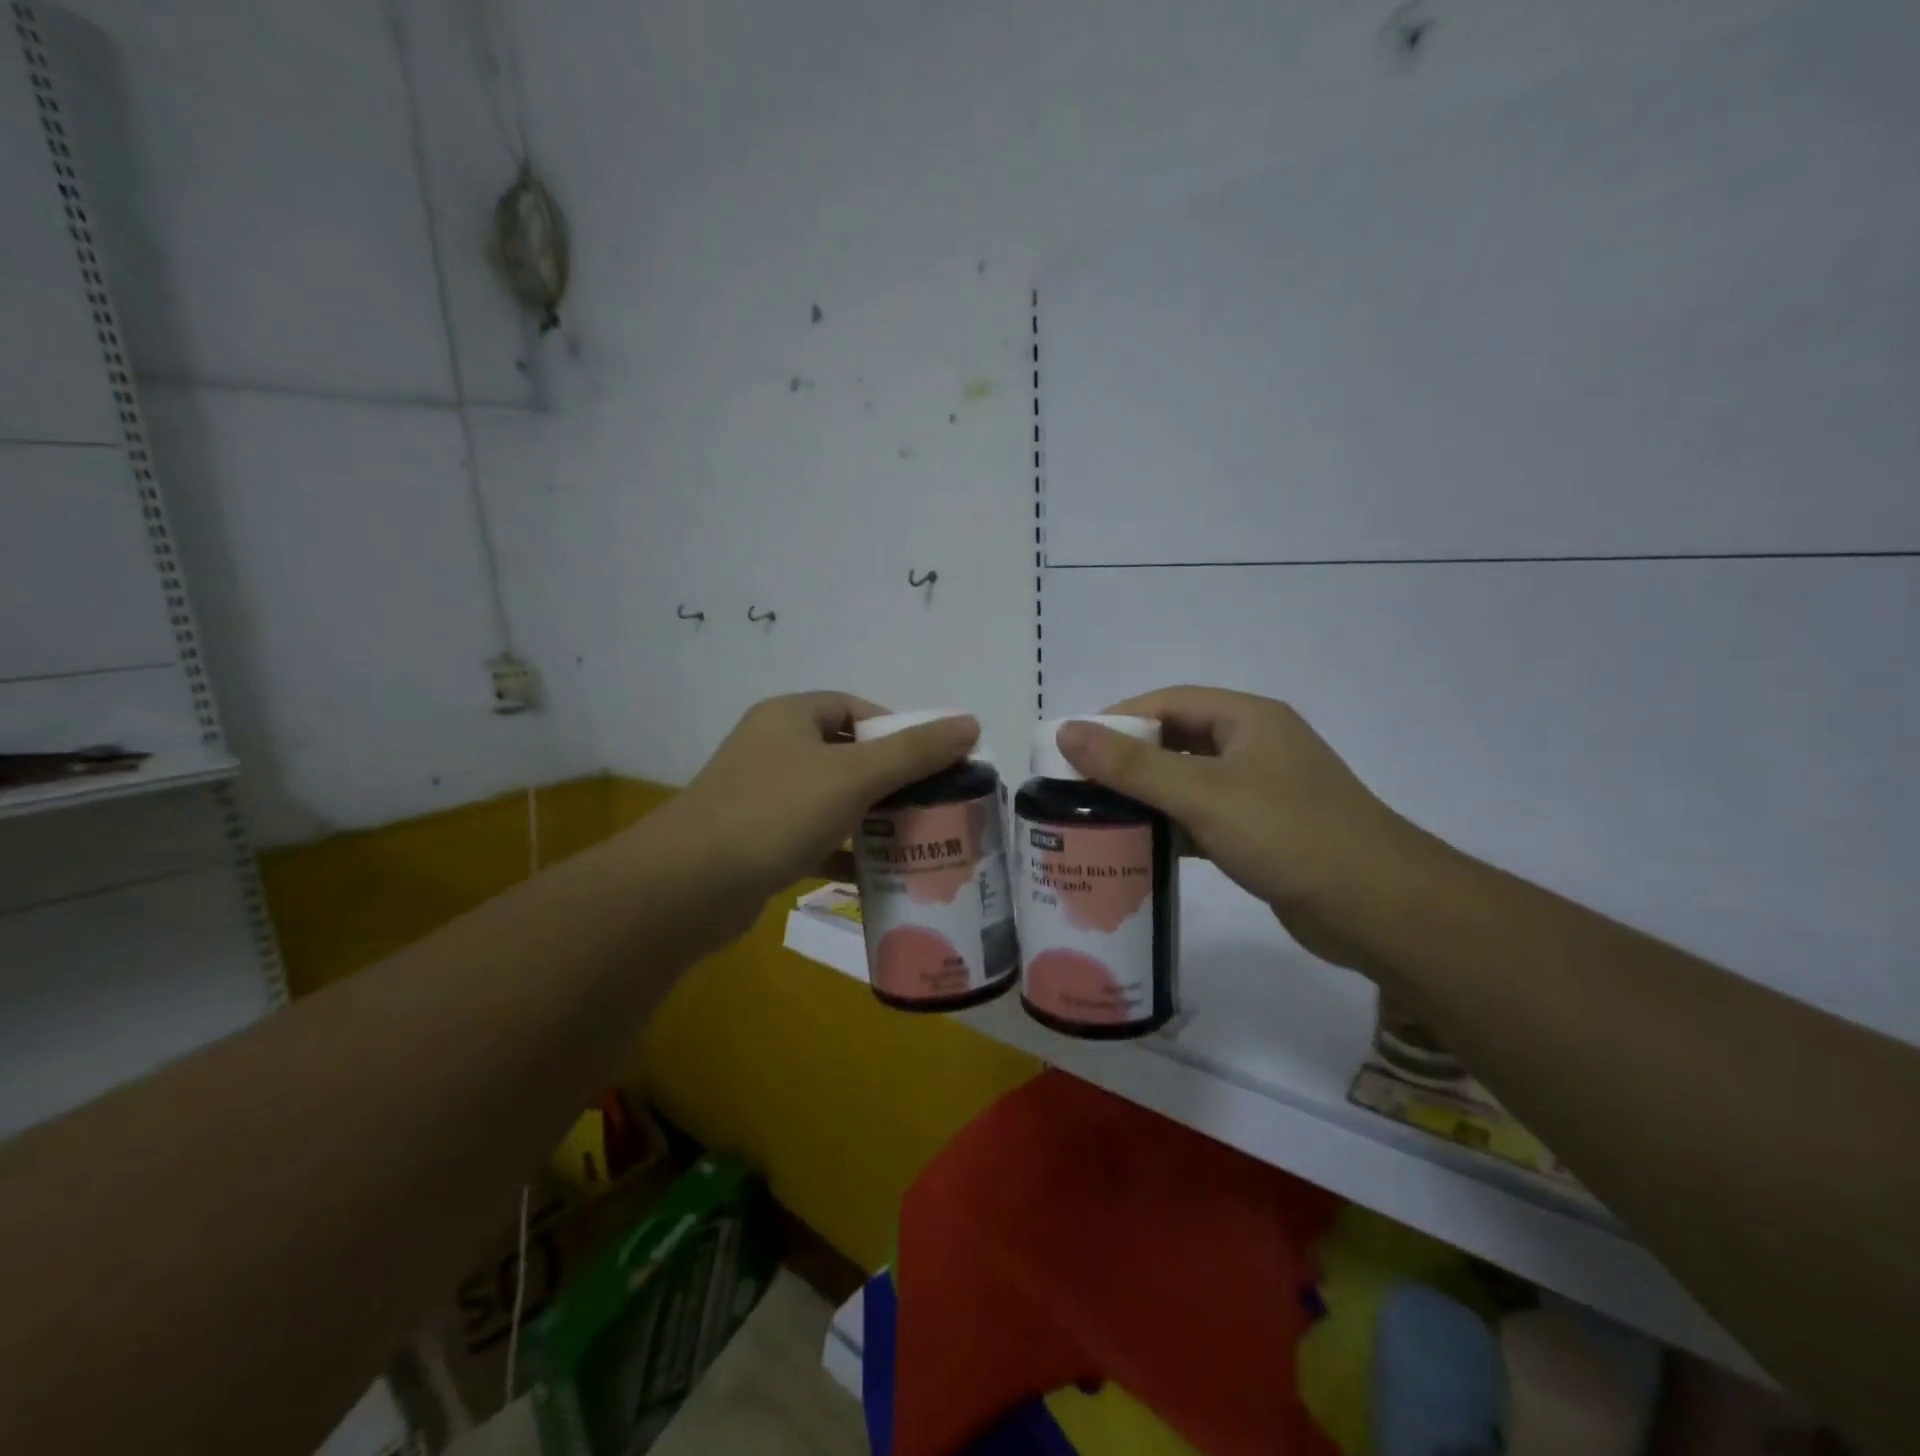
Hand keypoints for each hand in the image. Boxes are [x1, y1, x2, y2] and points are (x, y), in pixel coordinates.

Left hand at [672, 693, 978, 905]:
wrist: (689, 887)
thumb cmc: (776, 813)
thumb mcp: (853, 776)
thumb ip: (915, 751)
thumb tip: (971, 723)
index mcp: (790, 717)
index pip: (856, 709)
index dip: (898, 730)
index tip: (933, 763)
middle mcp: (773, 748)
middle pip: (847, 755)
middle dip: (891, 779)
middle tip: (932, 803)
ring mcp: (762, 796)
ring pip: (831, 799)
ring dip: (870, 817)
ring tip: (914, 838)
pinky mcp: (757, 841)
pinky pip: (813, 837)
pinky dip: (843, 851)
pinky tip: (874, 873)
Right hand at [1055, 686, 1429, 969]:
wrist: (1379, 909)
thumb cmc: (1289, 834)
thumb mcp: (1203, 793)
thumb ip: (1132, 765)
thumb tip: (1066, 730)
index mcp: (1247, 719)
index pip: (1168, 701)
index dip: (1117, 718)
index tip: (1072, 746)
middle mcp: (1253, 746)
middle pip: (1175, 741)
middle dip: (1127, 760)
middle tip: (1076, 785)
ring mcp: (1260, 791)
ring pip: (1187, 783)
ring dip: (1145, 797)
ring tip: (1094, 816)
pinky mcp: (1261, 832)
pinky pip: (1202, 818)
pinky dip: (1170, 828)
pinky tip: (1137, 848)